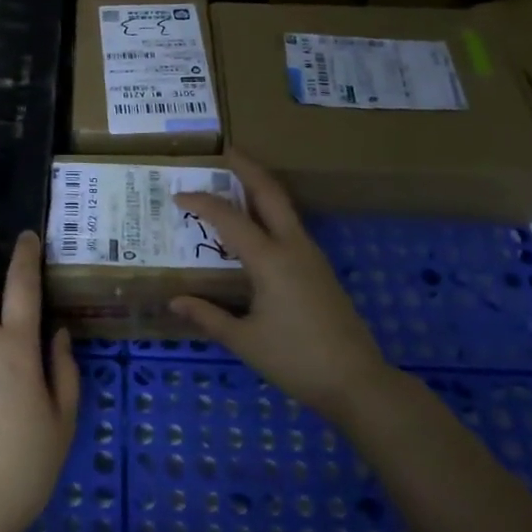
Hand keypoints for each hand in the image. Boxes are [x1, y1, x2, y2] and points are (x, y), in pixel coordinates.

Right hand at [171, 151, 386, 421]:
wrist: (356, 380)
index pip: (229, 218)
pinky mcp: (319, 268)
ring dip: (260, 188)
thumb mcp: (244, 340)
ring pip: (284, 207)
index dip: (202, 203)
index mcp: (270, 260)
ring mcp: (311, 255)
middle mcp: (293, 246)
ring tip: (235, 182)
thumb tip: (175, 300)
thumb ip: (208, 316)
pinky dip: (269, 212)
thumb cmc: (295, 359)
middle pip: (270, 192)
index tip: (178, 195)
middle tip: (226, 152)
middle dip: (248, 168)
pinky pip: (290, 227)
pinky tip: (256, 227)